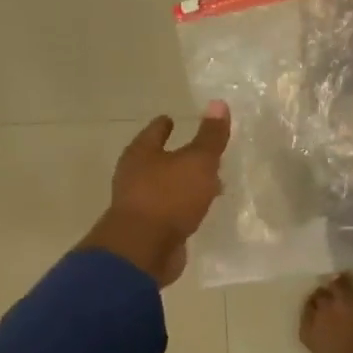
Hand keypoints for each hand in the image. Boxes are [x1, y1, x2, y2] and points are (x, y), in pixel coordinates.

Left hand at [81, 102, 230, 285]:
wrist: (144, 250)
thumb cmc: (169, 197)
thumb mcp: (198, 162)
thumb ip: (210, 136)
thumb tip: (218, 103)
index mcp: (141, 154)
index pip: (154, 131)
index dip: (164, 124)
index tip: (172, 119)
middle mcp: (134, 176)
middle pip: (157, 159)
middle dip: (177, 156)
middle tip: (199, 153)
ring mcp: (139, 204)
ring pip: (165, 186)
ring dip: (183, 184)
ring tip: (208, 183)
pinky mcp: (148, 229)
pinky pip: (169, 211)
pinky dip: (183, 206)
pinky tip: (199, 209)